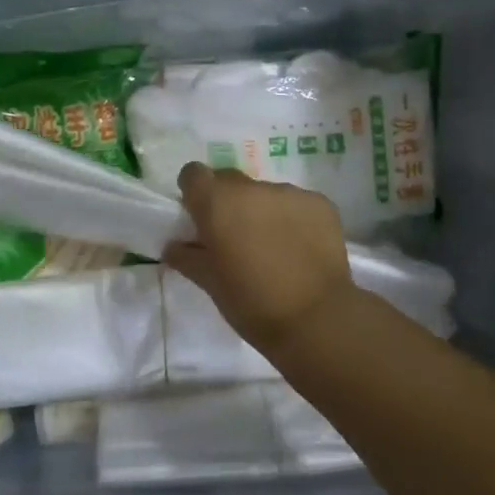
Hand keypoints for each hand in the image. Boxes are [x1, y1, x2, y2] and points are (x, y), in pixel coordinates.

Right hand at [163, 163, 354, 351]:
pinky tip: (300, 249)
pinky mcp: (320, 203)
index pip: (193, 174)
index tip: (199, 217)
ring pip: (265, 194)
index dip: (193, 192)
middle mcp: (251, 188)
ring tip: (272, 247)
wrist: (316, 320)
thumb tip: (174, 246)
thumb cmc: (251, 303)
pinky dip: (292, 219)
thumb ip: (187, 257)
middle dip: (227, 202)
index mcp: (217, 202)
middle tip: (234, 236)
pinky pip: (296, 204)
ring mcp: (289, 192)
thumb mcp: (210, 284)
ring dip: (261, 211)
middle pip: (229, 180)